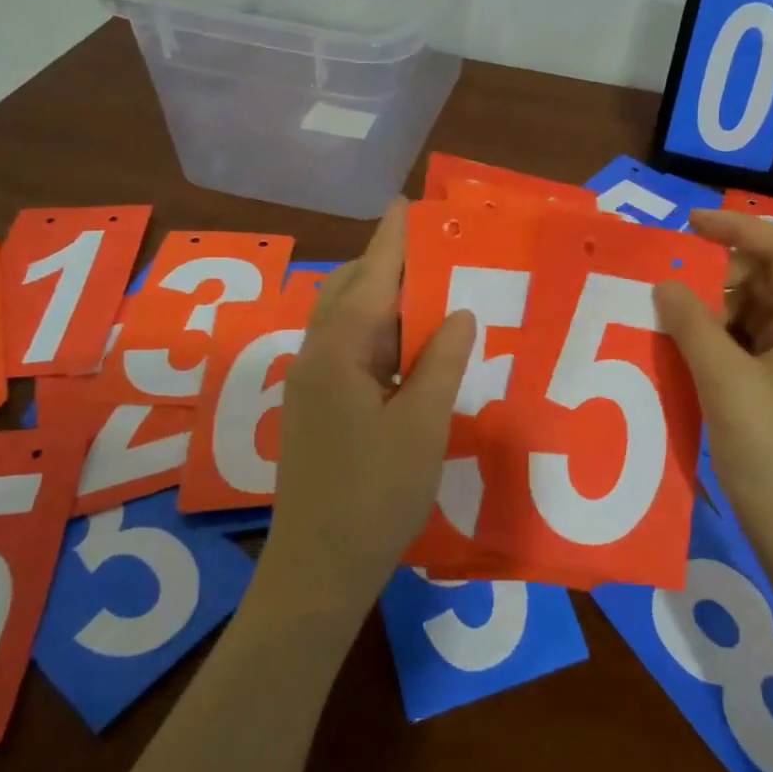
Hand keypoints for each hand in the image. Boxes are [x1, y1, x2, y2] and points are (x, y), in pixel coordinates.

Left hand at [258, 201, 476, 615]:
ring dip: (382, 298)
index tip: (409, 204)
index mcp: (338, 353)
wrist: (319, 567)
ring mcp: (311, 384)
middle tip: (431, 247)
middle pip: (348, 290)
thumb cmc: (376, 494)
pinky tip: (410, 345)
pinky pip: (349, 350)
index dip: (393, 240)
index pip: (371, 278)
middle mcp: (316, 357)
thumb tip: (461, 313)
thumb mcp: (423, 424)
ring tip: (428, 288)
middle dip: (385, 263)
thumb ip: (441, 361)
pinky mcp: (316, 408)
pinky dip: (379, 333)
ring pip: (346, 321)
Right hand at [653, 209, 772, 561]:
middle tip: (666, 290)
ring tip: (666, 321)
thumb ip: (693, 327)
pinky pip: (748, 345)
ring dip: (711, 312)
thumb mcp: (727, 386)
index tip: (686, 226)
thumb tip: (664, 284)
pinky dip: (716, 341)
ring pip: (753, 314)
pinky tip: (682, 352)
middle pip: (766, 280)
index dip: (736, 228)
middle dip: (716, 277)